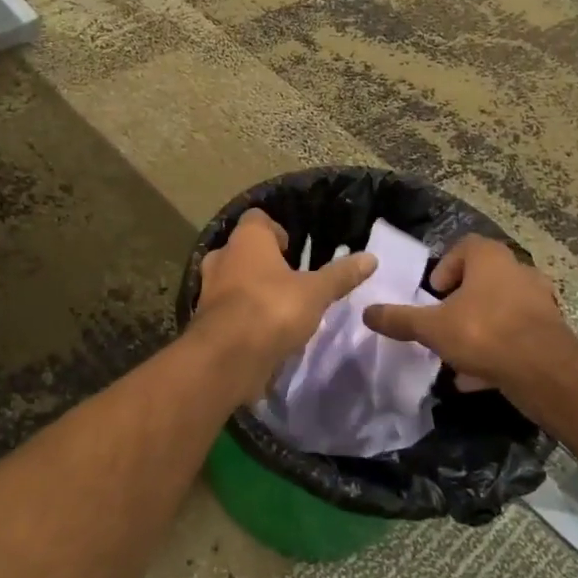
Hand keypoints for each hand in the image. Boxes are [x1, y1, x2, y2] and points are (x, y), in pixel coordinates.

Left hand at [194, 209, 375, 391]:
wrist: (226, 359)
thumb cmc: (272, 310)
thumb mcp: (315, 292)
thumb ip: (340, 275)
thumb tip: (371, 258)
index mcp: (246, 240)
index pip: (256, 218)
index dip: (275, 229)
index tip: (292, 248)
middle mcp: (222, 258)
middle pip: (242, 250)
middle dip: (262, 261)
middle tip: (288, 277)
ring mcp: (208, 290)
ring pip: (231, 280)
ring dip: (250, 289)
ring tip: (278, 306)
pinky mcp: (205, 321)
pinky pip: (226, 310)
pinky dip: (242, 315)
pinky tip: (264, 331)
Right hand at [361, 235, 577, 393]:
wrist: (545, 372)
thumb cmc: (484, 333)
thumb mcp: (432, 328)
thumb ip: (400, 319)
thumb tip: (367, 312)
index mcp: (490, 259)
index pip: (465, 246)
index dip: (445, 267)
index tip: (433, 293)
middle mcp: (518, 272)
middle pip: (484, 279)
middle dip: (461, 301)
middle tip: (443, 321)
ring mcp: (539, 302)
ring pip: (500, 309)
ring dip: (479, 326)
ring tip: (457, 352)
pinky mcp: (550, 332)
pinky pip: (516, 336)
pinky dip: (497, 350)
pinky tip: (477, 376)